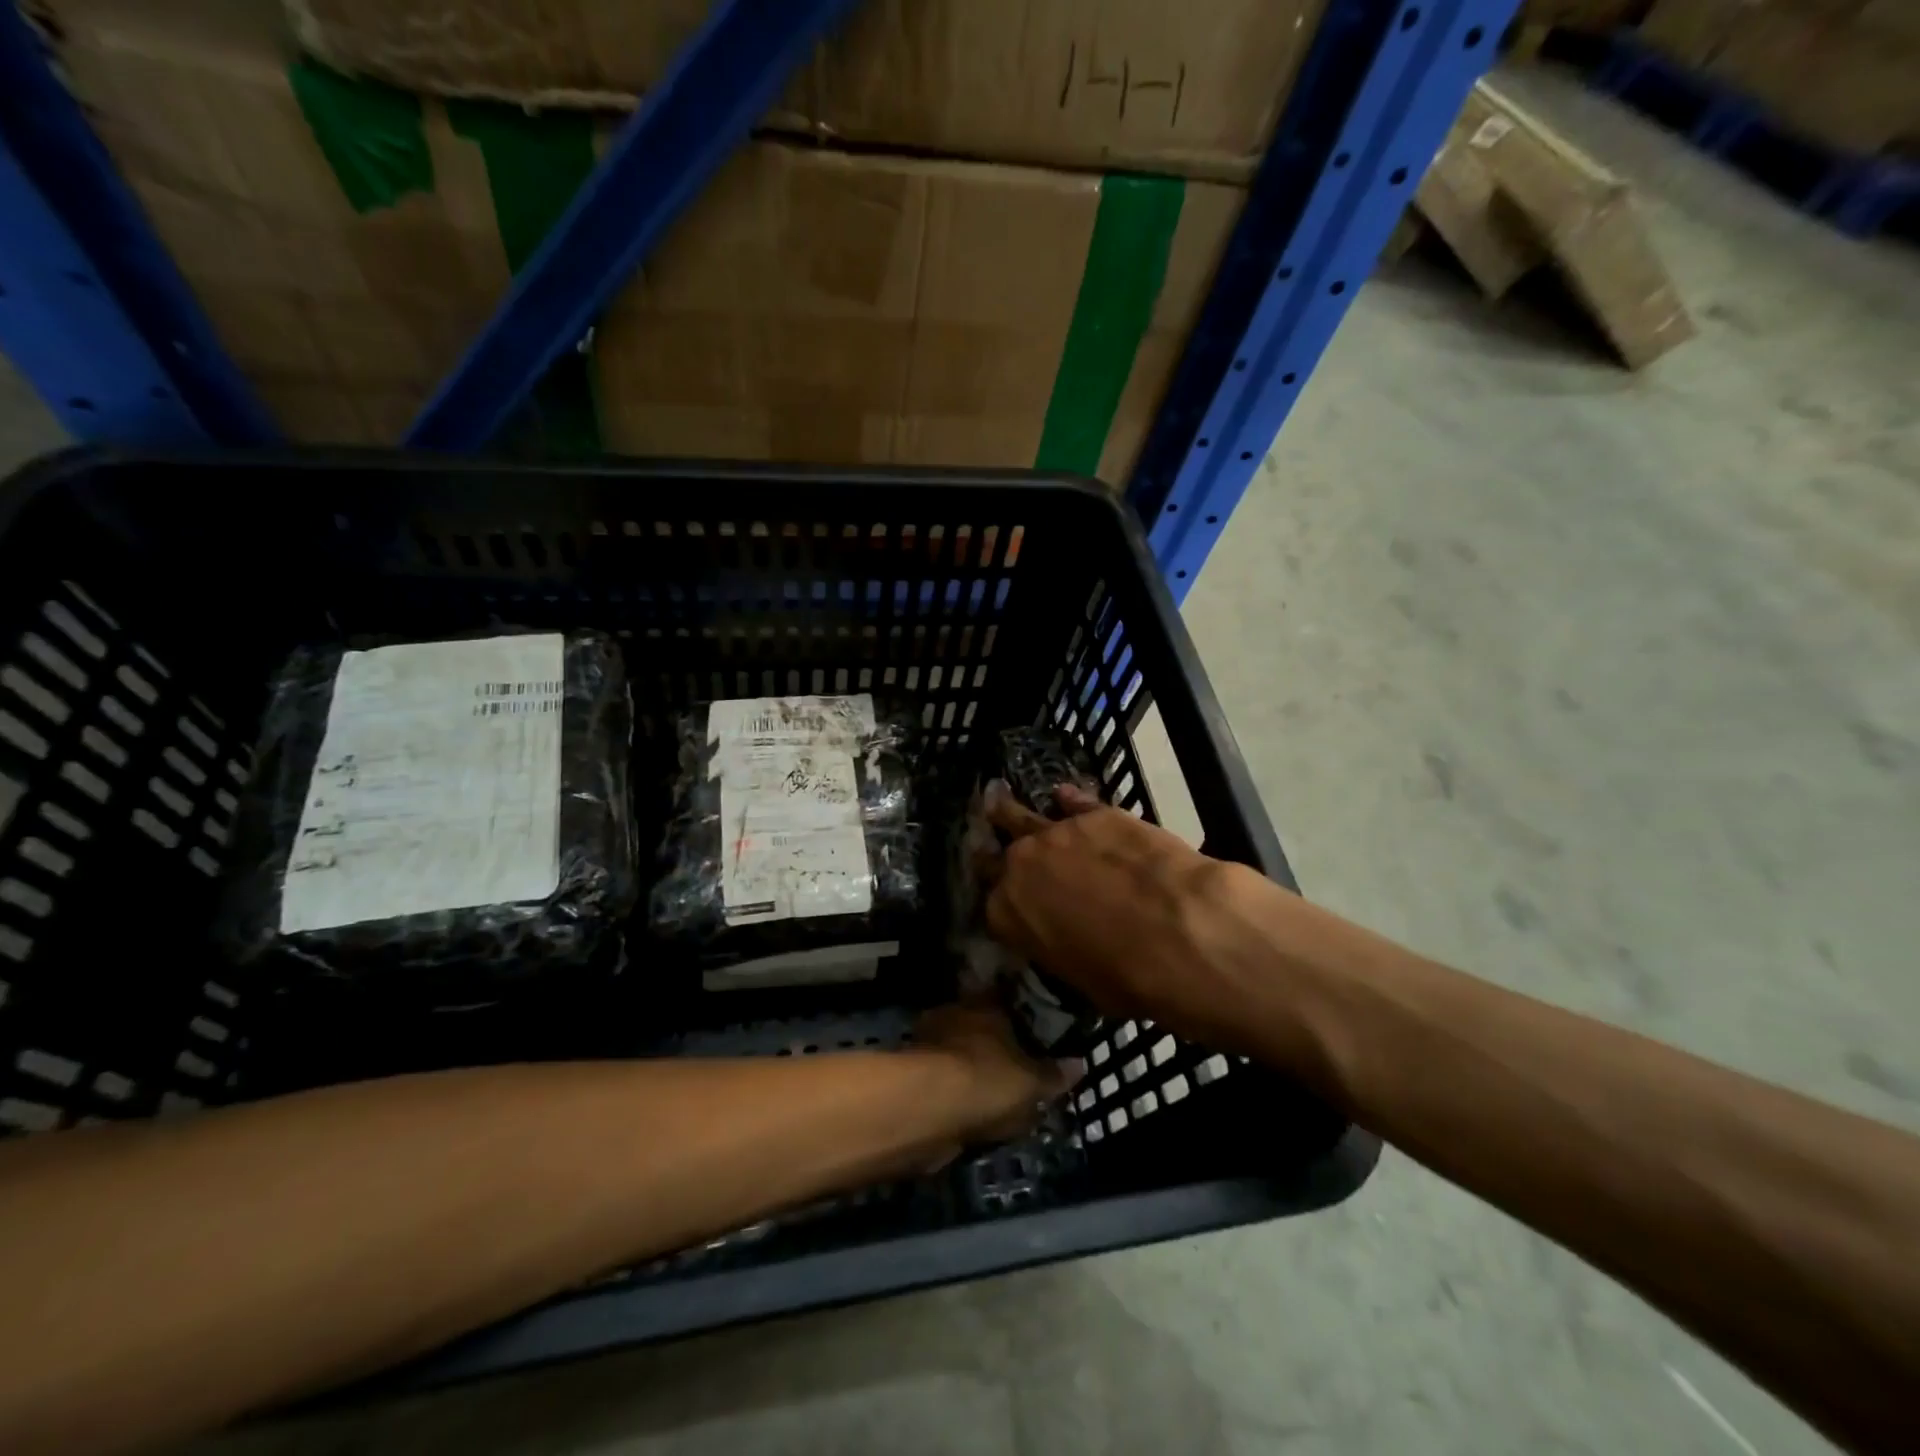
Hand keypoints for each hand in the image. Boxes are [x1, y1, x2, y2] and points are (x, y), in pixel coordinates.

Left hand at [911, 1002, 1079, 1144]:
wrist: (928, 1108)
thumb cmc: (988, 1080)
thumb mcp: (1033, 1082)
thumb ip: (1054, 1074)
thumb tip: (1079, 1063)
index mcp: (987, 1004)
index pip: (1006, 999)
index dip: (1021, 1016)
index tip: (1034, 1033)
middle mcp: (956, 1014)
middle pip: (980, 1025)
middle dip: (993, 1044)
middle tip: (1015, 1069)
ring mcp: (931, 1042)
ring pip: (960, 1053)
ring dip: (971, 1070)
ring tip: (993, 1096)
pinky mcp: (913, 1074)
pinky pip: (945, 1080)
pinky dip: (955, 1093)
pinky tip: (969, 1112)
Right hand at [980, 781, 1276, 1050]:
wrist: (1177, 932)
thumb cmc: (1127, 976)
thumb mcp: (1082, 979)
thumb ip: (1062, 948)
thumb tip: (1072, 939)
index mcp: (1008, 915)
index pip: (994, 905)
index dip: (1006, 904)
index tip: (1012, 904)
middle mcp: (1020, 867)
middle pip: (997, 855)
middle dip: (996, 854)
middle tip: (993, 850)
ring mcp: (1056, 833)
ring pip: (1020, 815)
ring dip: (1010, 812)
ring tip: (997, 800)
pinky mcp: (1095, 813)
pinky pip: (1073, 802)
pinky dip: (1069, 801)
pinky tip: (1064, 795)